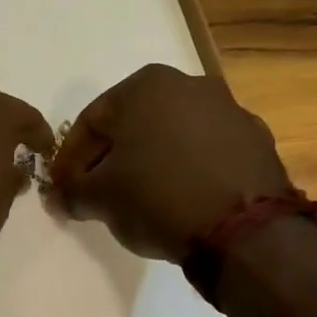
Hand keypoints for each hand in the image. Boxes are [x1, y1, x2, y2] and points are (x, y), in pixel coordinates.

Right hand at [51, 63, 291, 262]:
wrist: (247, 231)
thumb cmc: (158, 197)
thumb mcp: (99, 198)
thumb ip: (70, 192)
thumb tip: (59, 197)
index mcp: (145, 85)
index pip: (90, 122)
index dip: (70, 159)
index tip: (63, 189)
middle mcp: (188, 84)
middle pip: (132, 124)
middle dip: (111, 157)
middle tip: (98, 193)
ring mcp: (229, 110)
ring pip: (171, 135)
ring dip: (151, 162)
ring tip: (140, 200)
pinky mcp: (257, 141)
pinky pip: (206, 152)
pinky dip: (188, 169)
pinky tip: (181, 200)